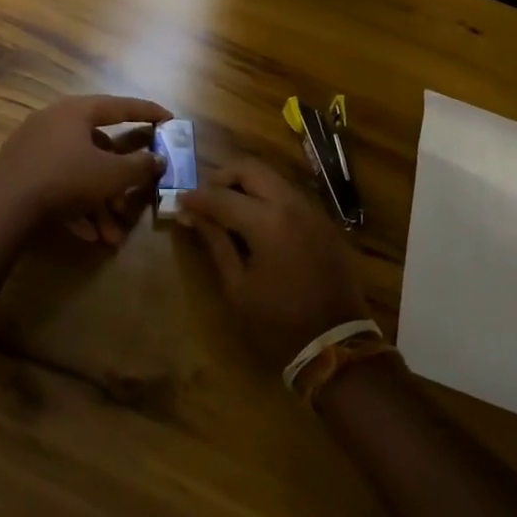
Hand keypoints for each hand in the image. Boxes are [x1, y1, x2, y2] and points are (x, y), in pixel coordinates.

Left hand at [0, 94, 170, 247]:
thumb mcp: (111, 175)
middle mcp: (54, 121)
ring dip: (99, 203)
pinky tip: (89, 235)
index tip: (168, 118)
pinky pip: (58, 185)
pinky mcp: (20, 172)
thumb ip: (139, 166)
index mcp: (76, 111)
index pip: (119, 106)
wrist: (4, 210)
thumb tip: (158, 159)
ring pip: (79, 172)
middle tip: (134, 198)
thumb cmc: (65, 180)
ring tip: (112, 236)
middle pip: (99, 147)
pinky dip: (76, 207)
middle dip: (119, 181)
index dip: (147, 112)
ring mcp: (33, 146)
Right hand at [178, 158, 369, 369]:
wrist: (336, 346)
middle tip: (205, 195)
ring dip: (247, 182)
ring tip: (227, 204)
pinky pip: (289, 194)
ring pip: (272, 177)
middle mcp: (291, 204)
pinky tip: (255, 217)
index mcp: (267, 221)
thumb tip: (191, 215)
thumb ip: (216, 243)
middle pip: (251, 169)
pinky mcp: (323, 221)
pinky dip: (267, 195)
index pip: (223, 196)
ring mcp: (311, 210)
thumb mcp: (238, 287)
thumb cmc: (278, 323)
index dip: (197, 197)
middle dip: (224, 176)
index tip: (179, 199)